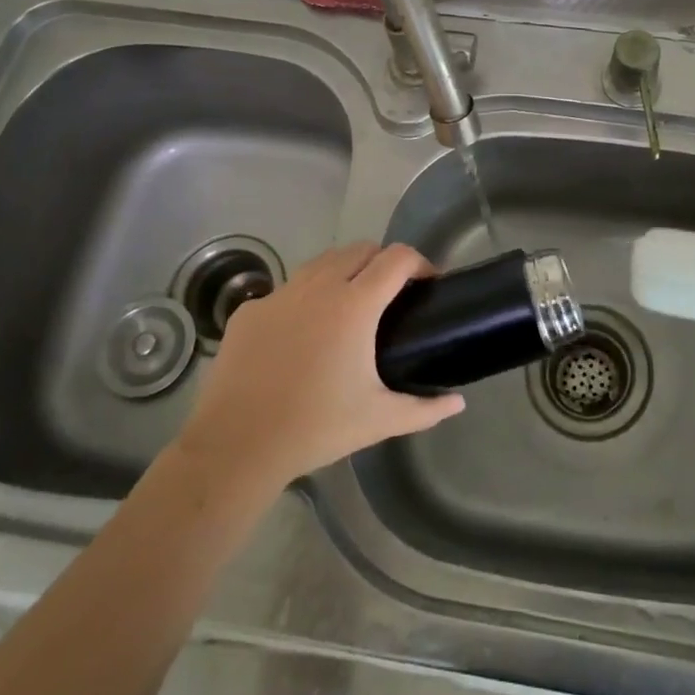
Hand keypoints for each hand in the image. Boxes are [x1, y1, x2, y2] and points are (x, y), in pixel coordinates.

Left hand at [177, 242, 464, 485]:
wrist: (236, 446)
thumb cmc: (316, 427)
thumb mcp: (379, 420)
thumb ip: (425, 409)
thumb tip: (458, 402)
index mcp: (355, 304)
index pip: (398, 258)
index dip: (420, 263)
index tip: (428, 284)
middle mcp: (319, 286)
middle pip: (361, 248)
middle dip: (383, 261)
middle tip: (392, 296)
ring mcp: (280, 294)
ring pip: (322, 262)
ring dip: (344, 271)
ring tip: (349, 307)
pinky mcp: (250, 310)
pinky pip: (287, 290)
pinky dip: (304, 299)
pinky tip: (302, 335)